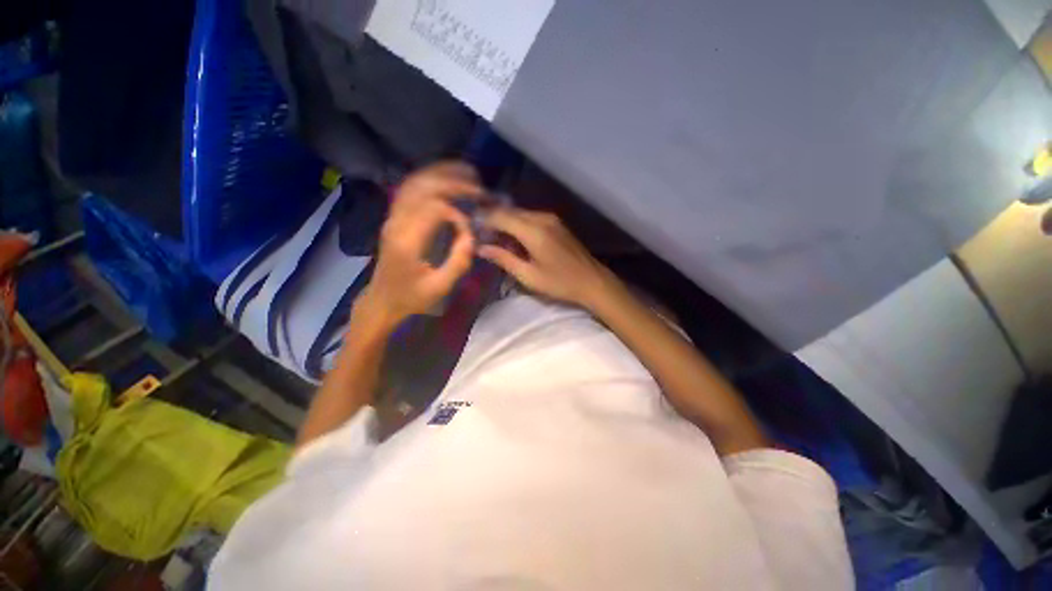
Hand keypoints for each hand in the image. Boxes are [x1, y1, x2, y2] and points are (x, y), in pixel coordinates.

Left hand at [358, 162, 482, 325]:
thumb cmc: (412, 296)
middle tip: (478, 186)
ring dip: (442, 173)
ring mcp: (393, 217)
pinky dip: (430, 178)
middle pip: (423, 187)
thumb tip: (471, 236)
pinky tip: (447, 178)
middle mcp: (396, 222)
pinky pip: (410, 188)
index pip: (435, 209)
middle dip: (453, 182)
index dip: (457, 214)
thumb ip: (458, 261)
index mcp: (407, 241)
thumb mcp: (440, 287)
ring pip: (415, 182)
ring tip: (468, 172)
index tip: (470, 229)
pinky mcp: (394, 217)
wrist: (382, 299)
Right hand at [479, 208, 611, 307]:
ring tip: (496, 240)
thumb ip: (504, 259)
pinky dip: (518, 225)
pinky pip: (531, 218)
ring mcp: (551, 219)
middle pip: (510, 211)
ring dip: (506, 223)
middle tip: (481, 236)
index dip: (484, 220)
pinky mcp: (556, 223)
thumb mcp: (528, 275)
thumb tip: (480, 248)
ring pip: (520, 214)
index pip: (500, 216)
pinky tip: (515, 240)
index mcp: (533, 231)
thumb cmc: (560, 283)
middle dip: (493, 220)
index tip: (471, 230)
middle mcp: (541, 218)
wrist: (592, 281)